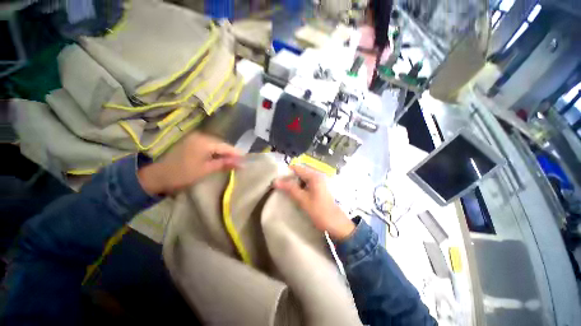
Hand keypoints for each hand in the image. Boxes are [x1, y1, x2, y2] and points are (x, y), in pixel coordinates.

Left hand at [138, 133, 241, 194]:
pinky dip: (215, 152)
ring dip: (223, 153)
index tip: (246, 161)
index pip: (226, 146)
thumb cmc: (183, 174)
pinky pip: (209, 145)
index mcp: (204, 142)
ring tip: (231, 162)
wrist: (158, 176)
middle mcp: (201, 136)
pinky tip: (219, 158)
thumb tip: (242, 163)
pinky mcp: (192, 142)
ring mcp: (195, 138)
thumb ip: (225, 164)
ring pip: (216, 145)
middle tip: (239, 163)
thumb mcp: (206, 170)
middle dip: (231, 154)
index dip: (237, 154)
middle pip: (222, 144)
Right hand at [274, 165, 354, 240]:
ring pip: (302, 178)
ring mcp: (319, 181)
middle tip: (280, 186)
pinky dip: (300, 187)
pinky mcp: (320, 187)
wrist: (336, 224)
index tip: (277, 180)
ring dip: (294, 183)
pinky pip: (307, 183)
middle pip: (300, 172)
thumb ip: (290, 189)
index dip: (286, 172)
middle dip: (289, 178)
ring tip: (285, 191)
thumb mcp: (303, 200)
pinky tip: (295, 194)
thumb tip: (275, 181)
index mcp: (314, 176)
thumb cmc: (320, 211)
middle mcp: (317, 175)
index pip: (297, 168)